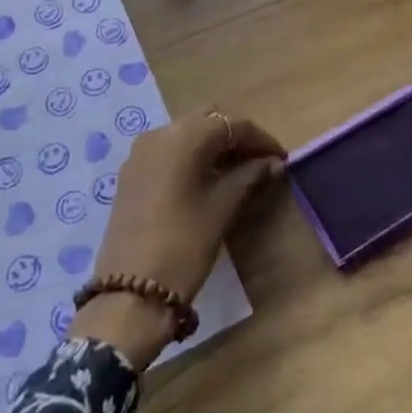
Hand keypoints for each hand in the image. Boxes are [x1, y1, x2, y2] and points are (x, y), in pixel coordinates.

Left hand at [71, 111, 284, 367]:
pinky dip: (190, 155)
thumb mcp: (222, 207)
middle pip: (207, 120)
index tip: (281, 159)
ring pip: (186, 132)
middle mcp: (160, 133)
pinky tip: (206, 179)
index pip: (232, 125)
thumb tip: (273, 162)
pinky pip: (168, 150)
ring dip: (212, 145)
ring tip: (237, 171)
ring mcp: (140, 152)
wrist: (130, 292)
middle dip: (235, 136)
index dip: (261, 139)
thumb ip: (250, 176)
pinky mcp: (131, 173)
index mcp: (185, 136)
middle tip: (259, 162)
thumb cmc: (184, 245)